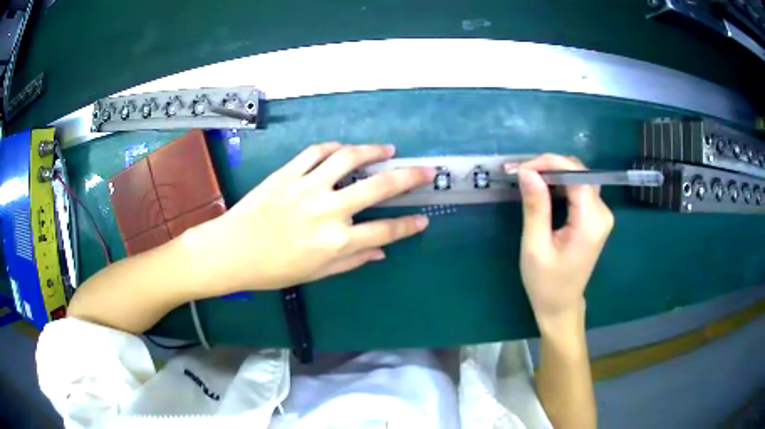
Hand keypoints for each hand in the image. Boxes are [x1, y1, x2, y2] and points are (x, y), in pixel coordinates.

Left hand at [189, 143, 433, 291]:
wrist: (231, 251)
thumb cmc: (273, 270)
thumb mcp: (316, 273)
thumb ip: (352, 261)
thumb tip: (381, 252)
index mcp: (337, 241)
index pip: (385, 231)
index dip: (408, 226)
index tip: (423, 219)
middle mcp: (329, 210)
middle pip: (379, 186)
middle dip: (409, 177)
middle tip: (425, 170)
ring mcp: (308, 186)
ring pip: (349, 158)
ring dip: (373, 150)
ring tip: (387, 149)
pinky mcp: (288, 173)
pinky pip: (316, 152)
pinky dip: (334, 147)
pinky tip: (344, 148)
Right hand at [510, 154, 613, 326]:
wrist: (560, 306)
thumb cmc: (546, 283)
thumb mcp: (535, 246)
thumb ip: (535, 207)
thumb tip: (527, 172)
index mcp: (591, 221)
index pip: (575, 174)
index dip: (549, 163)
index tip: (521, 169)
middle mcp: (602, 213)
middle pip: (579, 172)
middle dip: (549, 166)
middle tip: (521, 173)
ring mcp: (601, 215)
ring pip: (579, 178)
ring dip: (553, 173)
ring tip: (527, 179)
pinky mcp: (595, 218)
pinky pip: (579, 189)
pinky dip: (560, 184)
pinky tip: (543, 189)